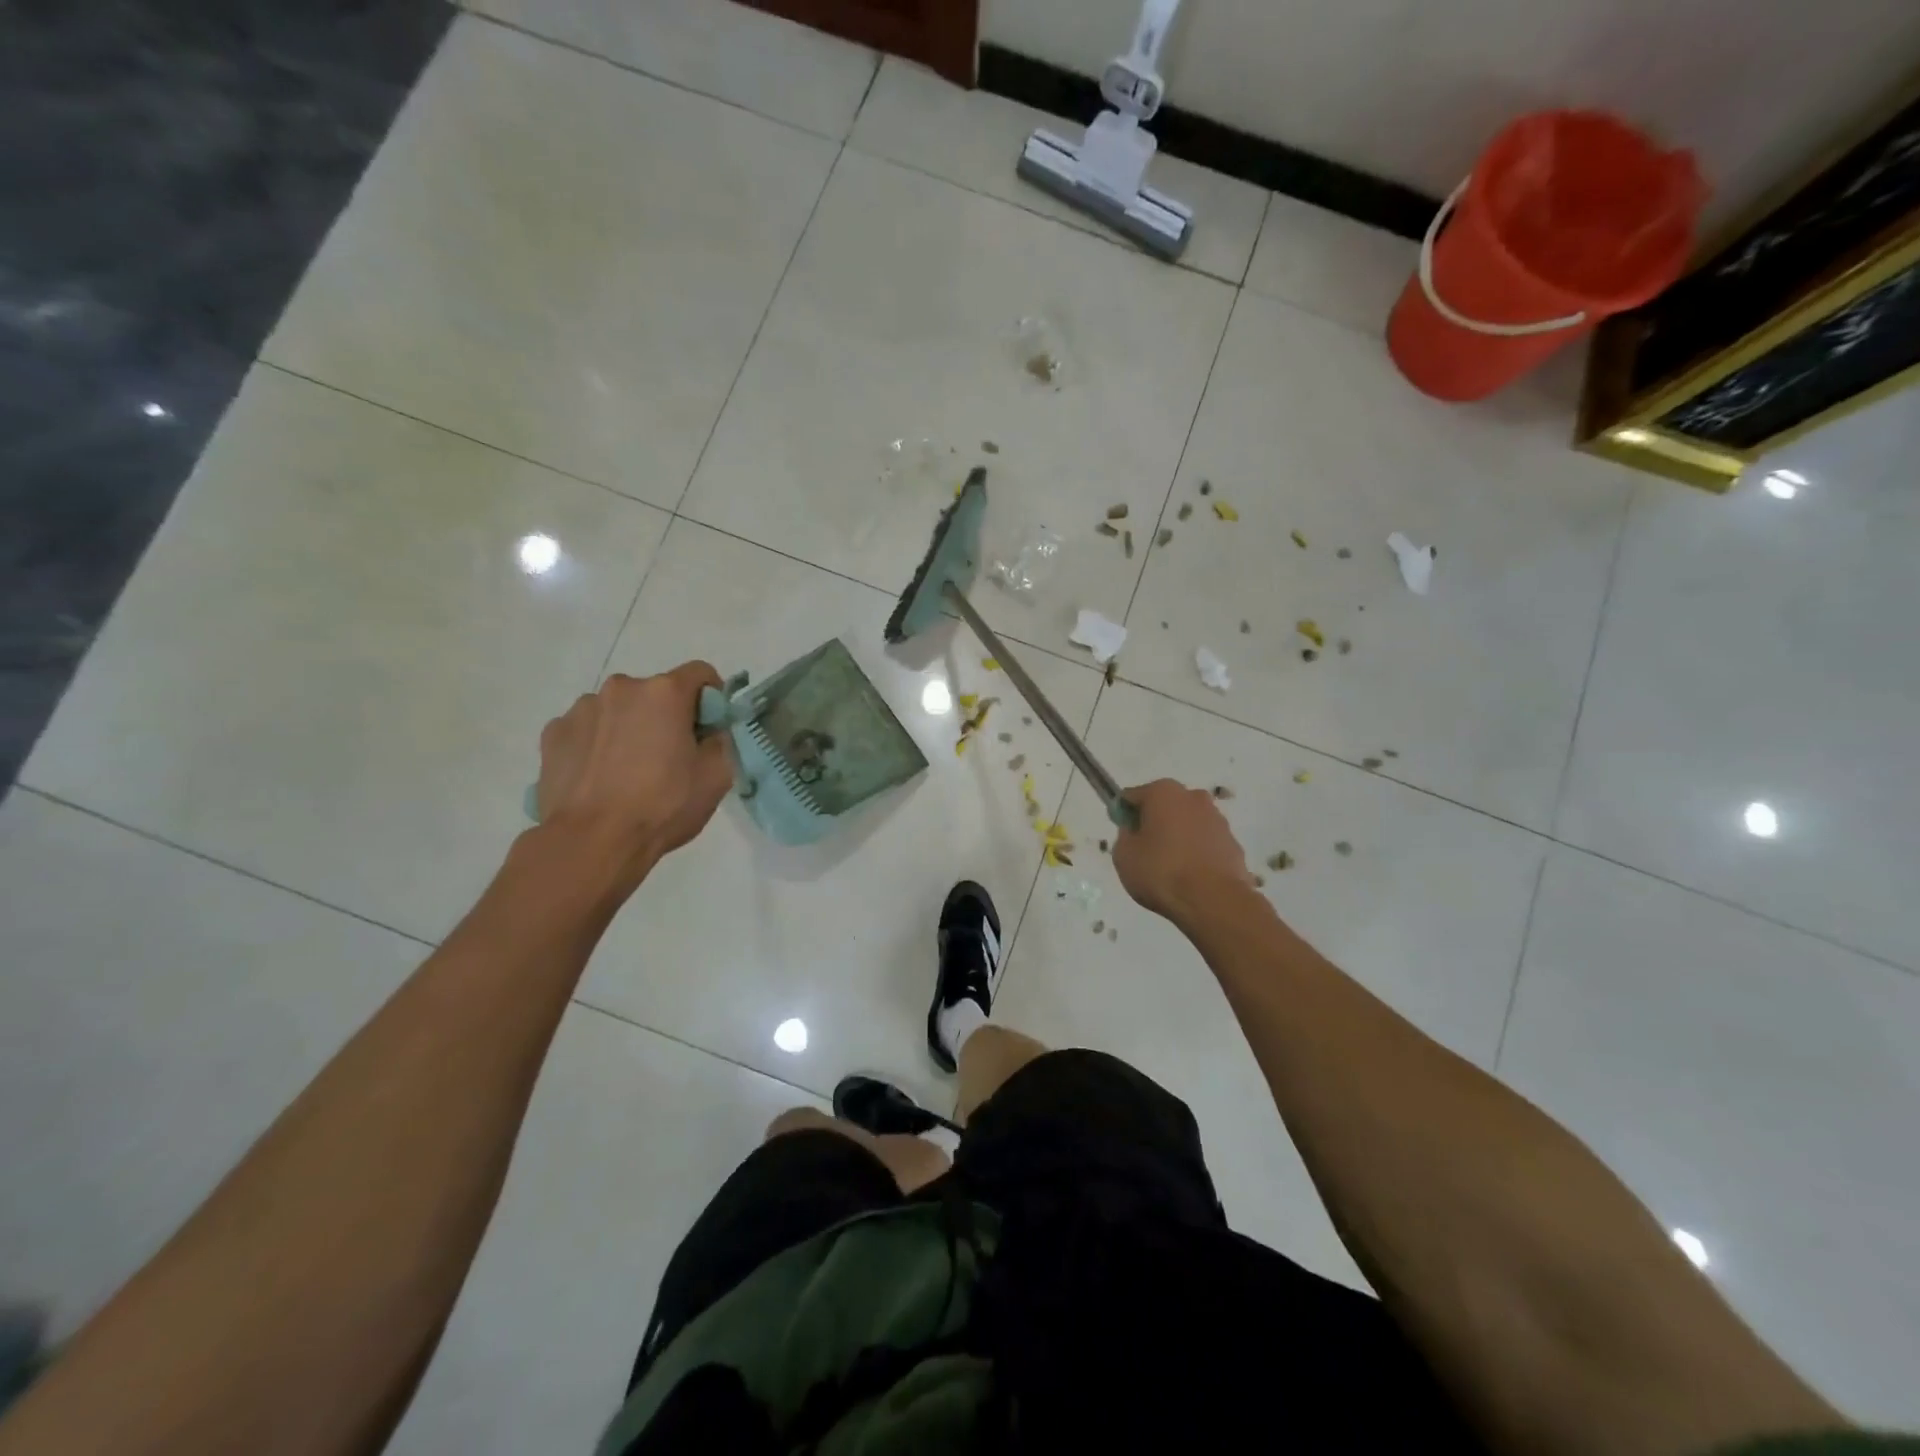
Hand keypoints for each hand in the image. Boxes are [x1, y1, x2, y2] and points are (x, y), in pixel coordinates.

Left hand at [535, 663, 732, 882]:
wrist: (592, 841)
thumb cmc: (663, 805)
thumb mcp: (716, 777)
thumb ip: (720, 742)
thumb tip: (708, 734)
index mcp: (664, 693)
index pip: (700, 673)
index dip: (711, 698)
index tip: (709, 729)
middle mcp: (621, 688)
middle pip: (656, 692)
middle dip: (666, 716)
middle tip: (669, 757)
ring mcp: (581, 708)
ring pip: (619, 710)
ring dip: (629, 728)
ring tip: (628, 771)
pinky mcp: (553, 733)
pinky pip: (586, 729)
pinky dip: (597, 743)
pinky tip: (599, 777)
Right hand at [1112, 779, 1257, 926]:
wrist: (1213, 901)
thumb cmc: (1161, 871)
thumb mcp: (1124, 855)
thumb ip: (1125, 836)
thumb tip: (1134, 831)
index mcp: (1163, 792)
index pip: (1132, 796)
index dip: (1123, 815)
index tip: (1123, 836)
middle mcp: (1193, 797)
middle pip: (1164, 806)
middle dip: (1154, 823)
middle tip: (1145, 852)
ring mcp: (1218, 819)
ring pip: (1187, 823)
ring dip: (1178, 837)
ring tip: (1170, 868)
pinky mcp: (1233, 843)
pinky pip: (1205, 843)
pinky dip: (1196, 853)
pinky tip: (1191, 876)